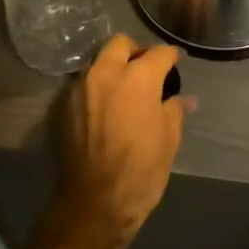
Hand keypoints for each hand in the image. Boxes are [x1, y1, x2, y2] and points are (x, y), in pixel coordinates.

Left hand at [51, 34, 190, 248]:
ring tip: (125, 89)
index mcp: (138, 77)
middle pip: (121, 43)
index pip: (159, 53)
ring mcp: (81, 87)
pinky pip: (84, 84)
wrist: (93, 205)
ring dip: (113, 68)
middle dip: (136, 51)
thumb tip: (184, 98)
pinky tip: (106, 107)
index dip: (172, 56)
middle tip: (146, 70)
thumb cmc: (140, 171)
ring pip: (99, 62)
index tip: (177, 62)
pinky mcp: (64, 106)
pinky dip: (97, 87)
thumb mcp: (168, 140)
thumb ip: (175, 110)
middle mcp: (106, 73)